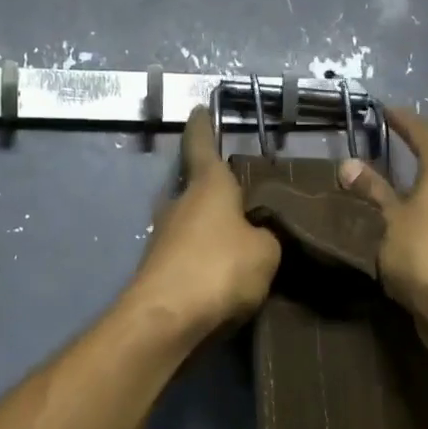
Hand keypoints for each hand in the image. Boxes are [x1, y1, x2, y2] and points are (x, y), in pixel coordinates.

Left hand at [128, 106, 281, 337]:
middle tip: (249, 196)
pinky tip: (229, 274)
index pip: (202, 145)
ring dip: (215, 228)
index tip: (198, 108)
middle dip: (220, 190)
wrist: (166, 320)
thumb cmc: (219, 269)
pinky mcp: (160, 270)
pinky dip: (208, 258)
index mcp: (207, 186)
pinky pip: (192, 254)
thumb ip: (267, 236)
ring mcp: (164, 238)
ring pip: (195, 223)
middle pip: (200, 188)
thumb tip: (257, 236)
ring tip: (247, 239)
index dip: (203, 126)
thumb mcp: (266, 251)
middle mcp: (180, 204)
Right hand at [338, 108, 427, 364]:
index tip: (385, 111)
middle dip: (414, 158)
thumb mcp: (388, 221)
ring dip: (422, 192)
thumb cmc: (424, 255)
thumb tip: (349, 164)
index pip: (424, 133)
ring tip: (392, 197)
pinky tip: (411, 231)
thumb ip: (371, 192)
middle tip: (384, 157)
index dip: (403, 121)